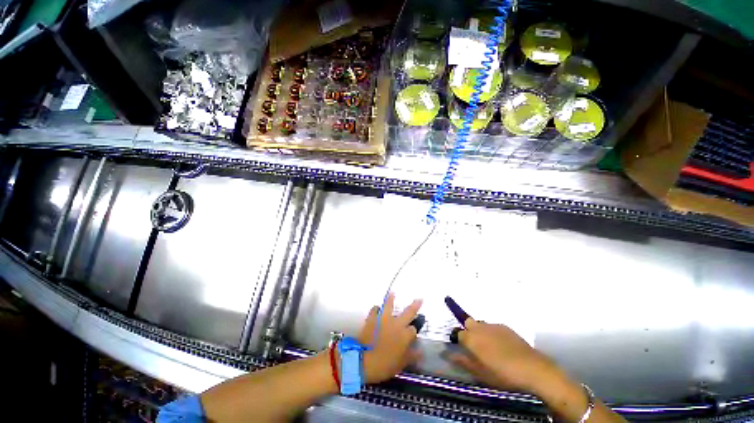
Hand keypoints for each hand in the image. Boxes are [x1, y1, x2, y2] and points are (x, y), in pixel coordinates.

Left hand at [356, 293, 421, 383]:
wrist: (363, 360)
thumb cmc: (384, 364)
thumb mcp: (401, 364)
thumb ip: (411, 356)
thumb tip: (421, 351)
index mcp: (405, 335)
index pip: (413, 330)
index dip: (413, 332)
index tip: (412, 336)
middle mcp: (396, 323)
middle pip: (408, 312)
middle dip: (415, 305)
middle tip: (420, 298)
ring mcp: (383, 319)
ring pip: (389, 305)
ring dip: (391, 298)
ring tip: (393, 292)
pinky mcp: (372, 318)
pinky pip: (375, 310)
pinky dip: (376, 309)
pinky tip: (377, 309)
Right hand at [449, 318, 567, 395]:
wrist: (532, 369)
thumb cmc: (502, 374)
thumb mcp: (481, 374)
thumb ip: (463, 362)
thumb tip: (448, 355)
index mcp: (471, 339)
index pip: (458, 333)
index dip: (458, 340)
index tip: (462, 348)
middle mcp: (480, 328)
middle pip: (468, 322)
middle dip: (468, 330)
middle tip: (474, 345)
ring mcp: (493, 326)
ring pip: (481, 324)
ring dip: (481, 332)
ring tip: (490, 347)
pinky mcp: (506, 327)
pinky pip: (494, 327)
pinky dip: (493, 333)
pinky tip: (502, 346)